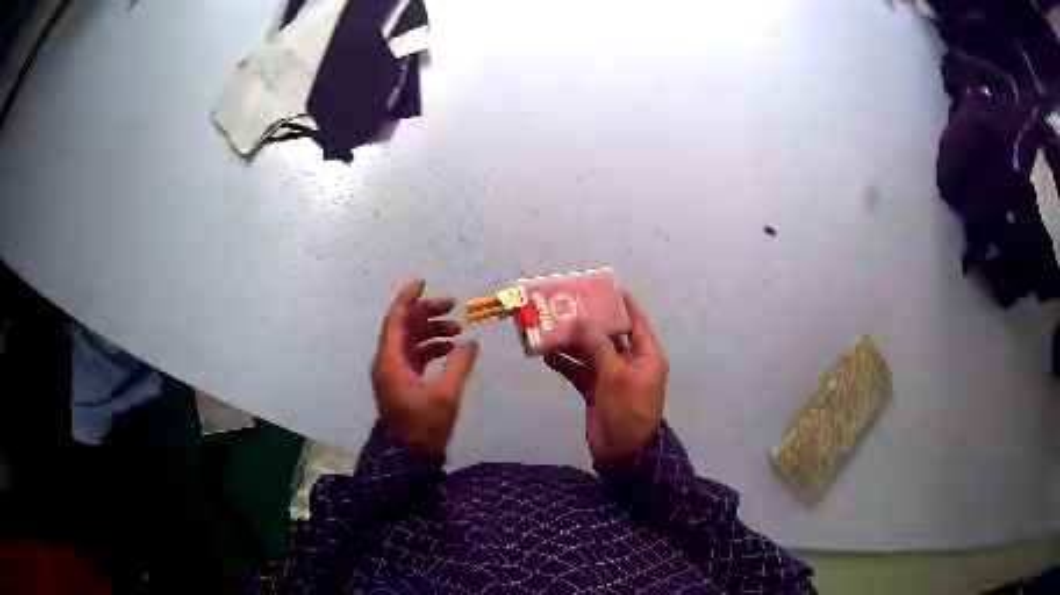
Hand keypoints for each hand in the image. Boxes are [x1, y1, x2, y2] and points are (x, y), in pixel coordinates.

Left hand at [371, 279, 478, 457]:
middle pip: (405, 327)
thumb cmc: (424, 426)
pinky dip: (430, 348)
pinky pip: (414, 356)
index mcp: (391, 361)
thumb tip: (471, 343)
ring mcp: (393, 372)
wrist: (408, 457)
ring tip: (457, 329)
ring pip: (410, 341)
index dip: (408, 299)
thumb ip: (459, 365)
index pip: (396, 320)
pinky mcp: (401, 382)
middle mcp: (388, 362)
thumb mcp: (445, 394)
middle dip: (427, 313)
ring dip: (431, 331)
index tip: (422, 282)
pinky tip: (450, 349)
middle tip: (453, 305)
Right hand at [544, 291, 667, 466]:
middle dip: (588, 321)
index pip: (635, 320)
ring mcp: (612, 377)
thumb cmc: (628, 409)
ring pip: (591, 352)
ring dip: (573, 342)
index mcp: (646, 354)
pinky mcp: (596, 390)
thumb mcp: (616, 374)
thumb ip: (597, 345)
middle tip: (566, 304)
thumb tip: (580, 321)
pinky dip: (566, 363)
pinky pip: (580, 371)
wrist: (623, 452)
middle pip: (609, 335)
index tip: (601, 285)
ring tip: (550, 326)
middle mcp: (630, 361)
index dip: (621, 301)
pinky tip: (547, 354)